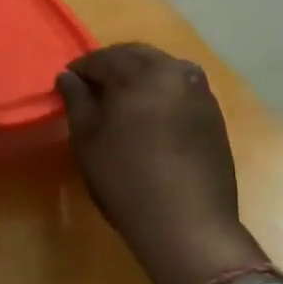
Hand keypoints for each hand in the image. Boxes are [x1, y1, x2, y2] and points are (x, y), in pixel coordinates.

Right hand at [57, 45, 272, 283]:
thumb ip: (76, 100)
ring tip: (121, 104)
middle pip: (135, 56)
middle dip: (112, 67)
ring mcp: (200, 90)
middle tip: (93, 91)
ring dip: (139, 77)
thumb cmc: (127, 180)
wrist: (190, 226)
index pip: (102, 58)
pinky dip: (161, 93)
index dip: (81, 70)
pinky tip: (151, 117)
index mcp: (142, 70)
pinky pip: (180, 89)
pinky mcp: (214, 113)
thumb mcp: (88, 140)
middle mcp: (175, 70)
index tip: (68, 86)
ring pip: (161, 69)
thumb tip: (68, 77)